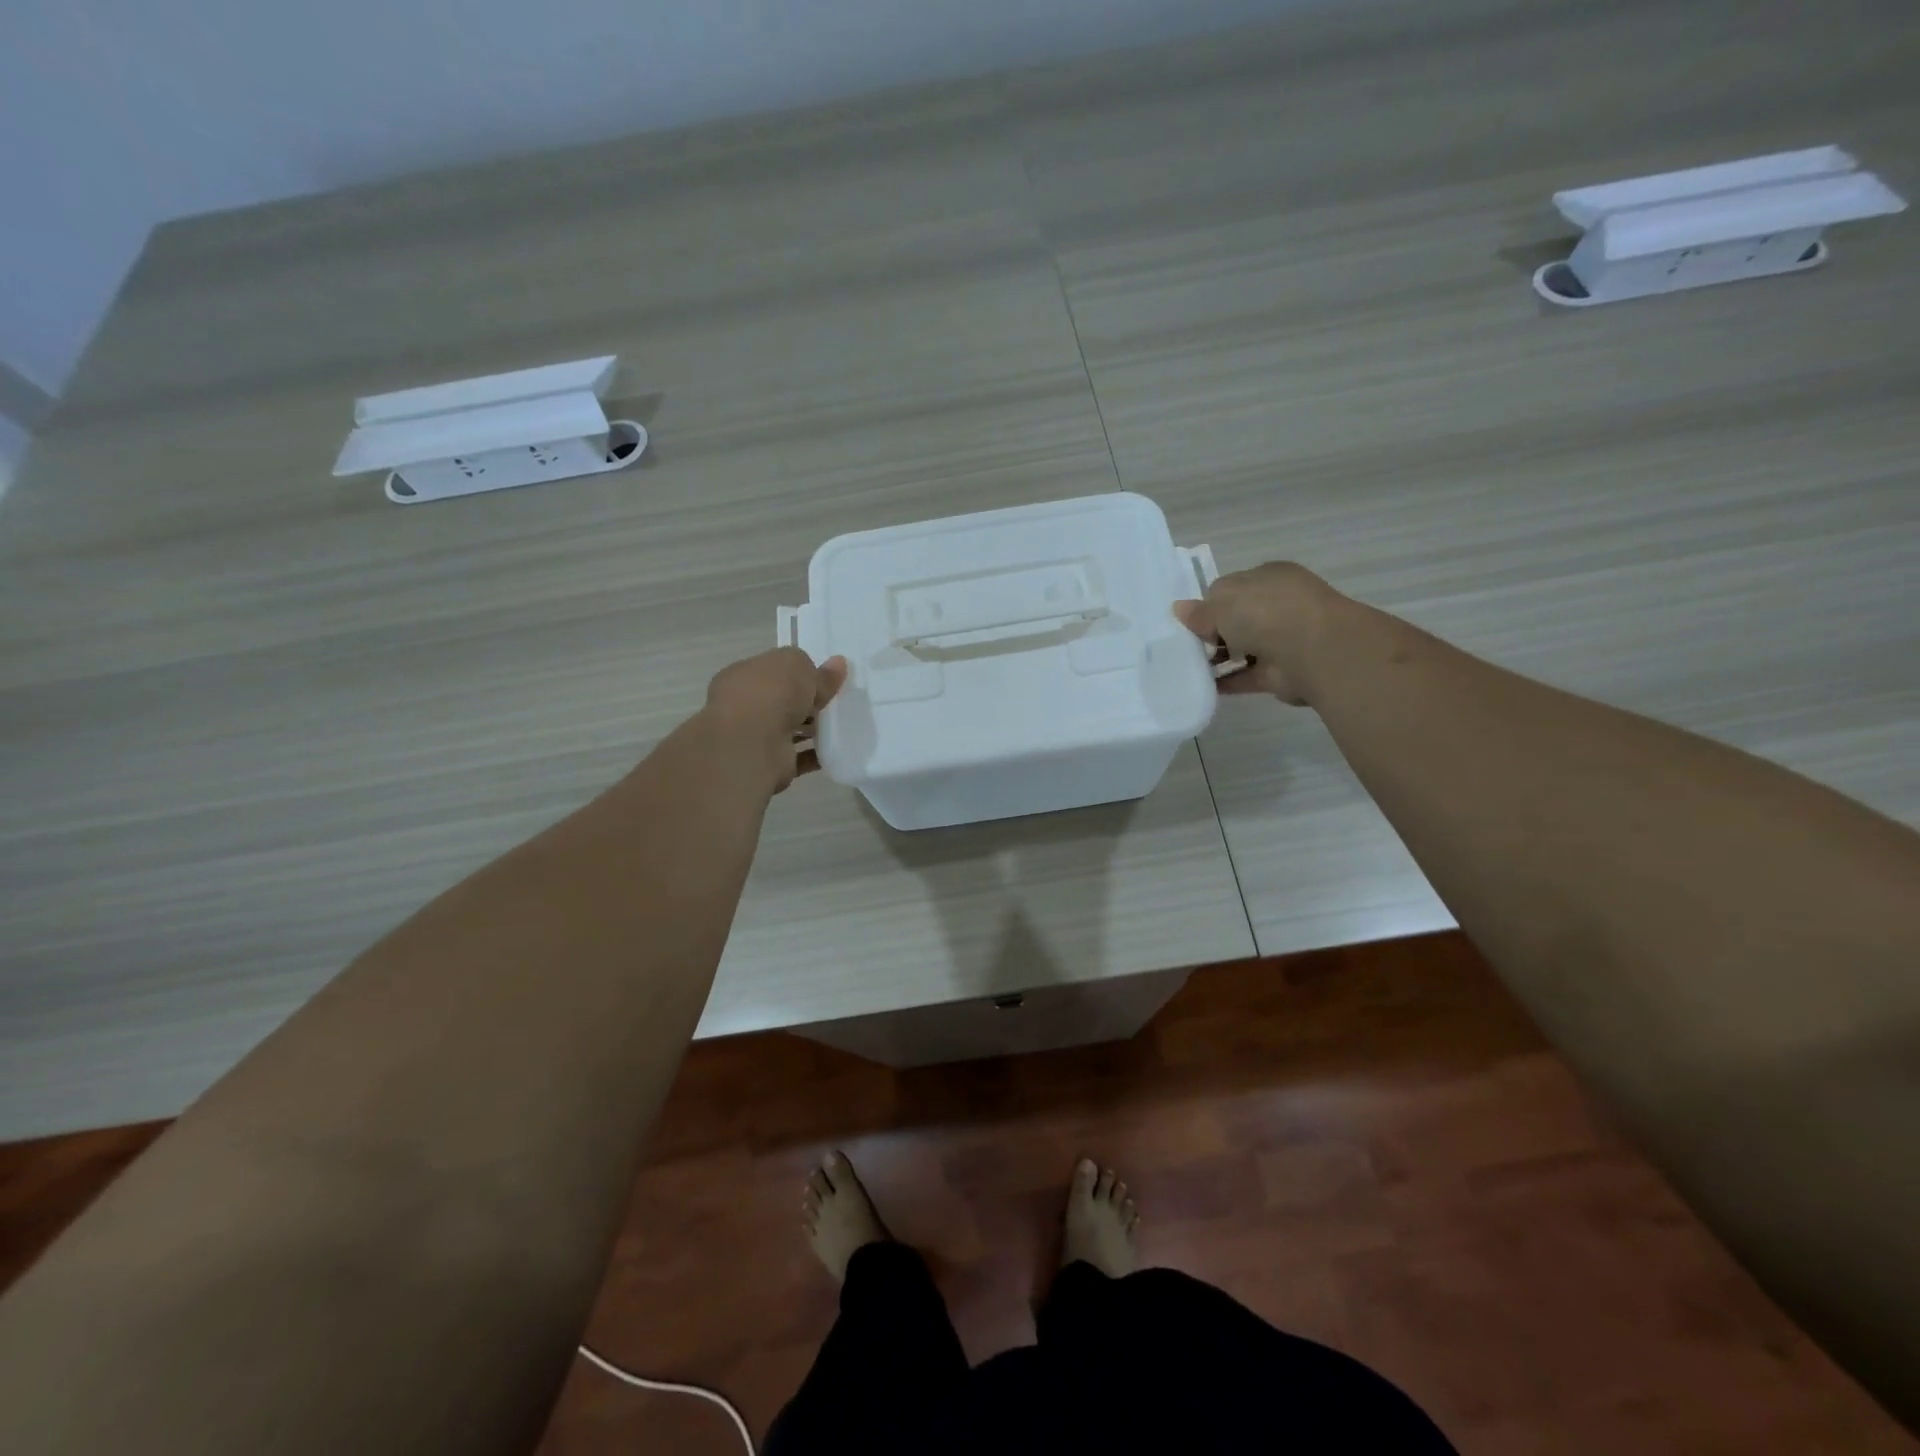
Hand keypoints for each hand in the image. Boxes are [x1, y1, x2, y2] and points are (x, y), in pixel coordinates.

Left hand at [702, 648, 848, 791]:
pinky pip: (798, 756)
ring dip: (810, 729)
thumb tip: (838, 663)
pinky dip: (815, 754)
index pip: (772, 669)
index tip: (823, 678)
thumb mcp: (800, 668)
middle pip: (780, 700)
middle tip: (834, 701)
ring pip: (788, 728)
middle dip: (804, 702)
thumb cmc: (770, 694)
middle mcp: (744, 705)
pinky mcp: (771, 762)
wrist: (753, 744)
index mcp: (743, 675)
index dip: (797, 672)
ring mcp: (756, 736)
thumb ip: (818, 670)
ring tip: (840, 725)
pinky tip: (837, 749)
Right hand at [1173, 562, 1336, 705]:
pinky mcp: (1279, 672)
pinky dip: (1226, 681)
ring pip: (1241, 648)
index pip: (1231, 588)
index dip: (1208, 604)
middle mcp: (1277, 606)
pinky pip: (1245, 675)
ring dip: (1218, 658)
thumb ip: (1200, 610)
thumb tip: (1180, 610)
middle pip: (1236, 619)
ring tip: (1187, 667)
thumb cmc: (1266, 612)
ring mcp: (1281, 639)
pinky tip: (1202, 686)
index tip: (1190, 621)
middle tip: (1185, 645)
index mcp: (1267, 578)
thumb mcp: (1222, 603)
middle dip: (1212, 632)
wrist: (1312, 650)